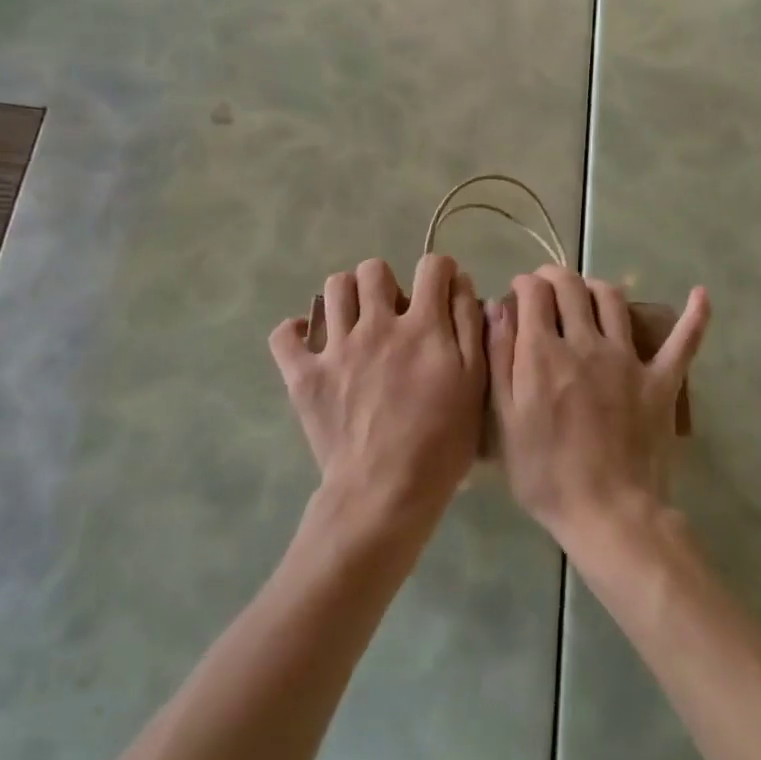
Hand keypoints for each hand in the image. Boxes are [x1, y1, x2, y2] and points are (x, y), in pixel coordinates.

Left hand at [269, 255, 485, 531]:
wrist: (385, 493)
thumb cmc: (442, 443)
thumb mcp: (475, 384)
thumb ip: (469, 328)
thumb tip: (459, 284)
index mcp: (423, 327)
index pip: (432, 267)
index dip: (440, 271)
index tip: (440, 289)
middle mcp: (377, 325)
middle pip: (374, 269)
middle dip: (387, 281)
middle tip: (392, 310)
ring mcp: (336, 348)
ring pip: (333, 288)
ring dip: (347, 297)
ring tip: (355, 322)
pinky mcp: (304, 375)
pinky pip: (285, 334)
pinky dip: (296, 332)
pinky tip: (312, 342)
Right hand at [488, 265, 708, 547]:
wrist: (608, 514)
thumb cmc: (546, 474)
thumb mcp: (505, 420)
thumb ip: (500, 359)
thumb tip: (497, 307)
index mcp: (544, 353)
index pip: (534, 293)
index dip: (524, 284)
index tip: (518, 292)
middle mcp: (586, 343)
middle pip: (571, 286)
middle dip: (554, 276)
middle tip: (546, 287)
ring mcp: (628, 359)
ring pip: (614, 299)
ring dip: (596, 286)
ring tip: (587, 294)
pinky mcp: (661, 380)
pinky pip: (684, 342)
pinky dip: (695, 316)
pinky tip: (700, 294)